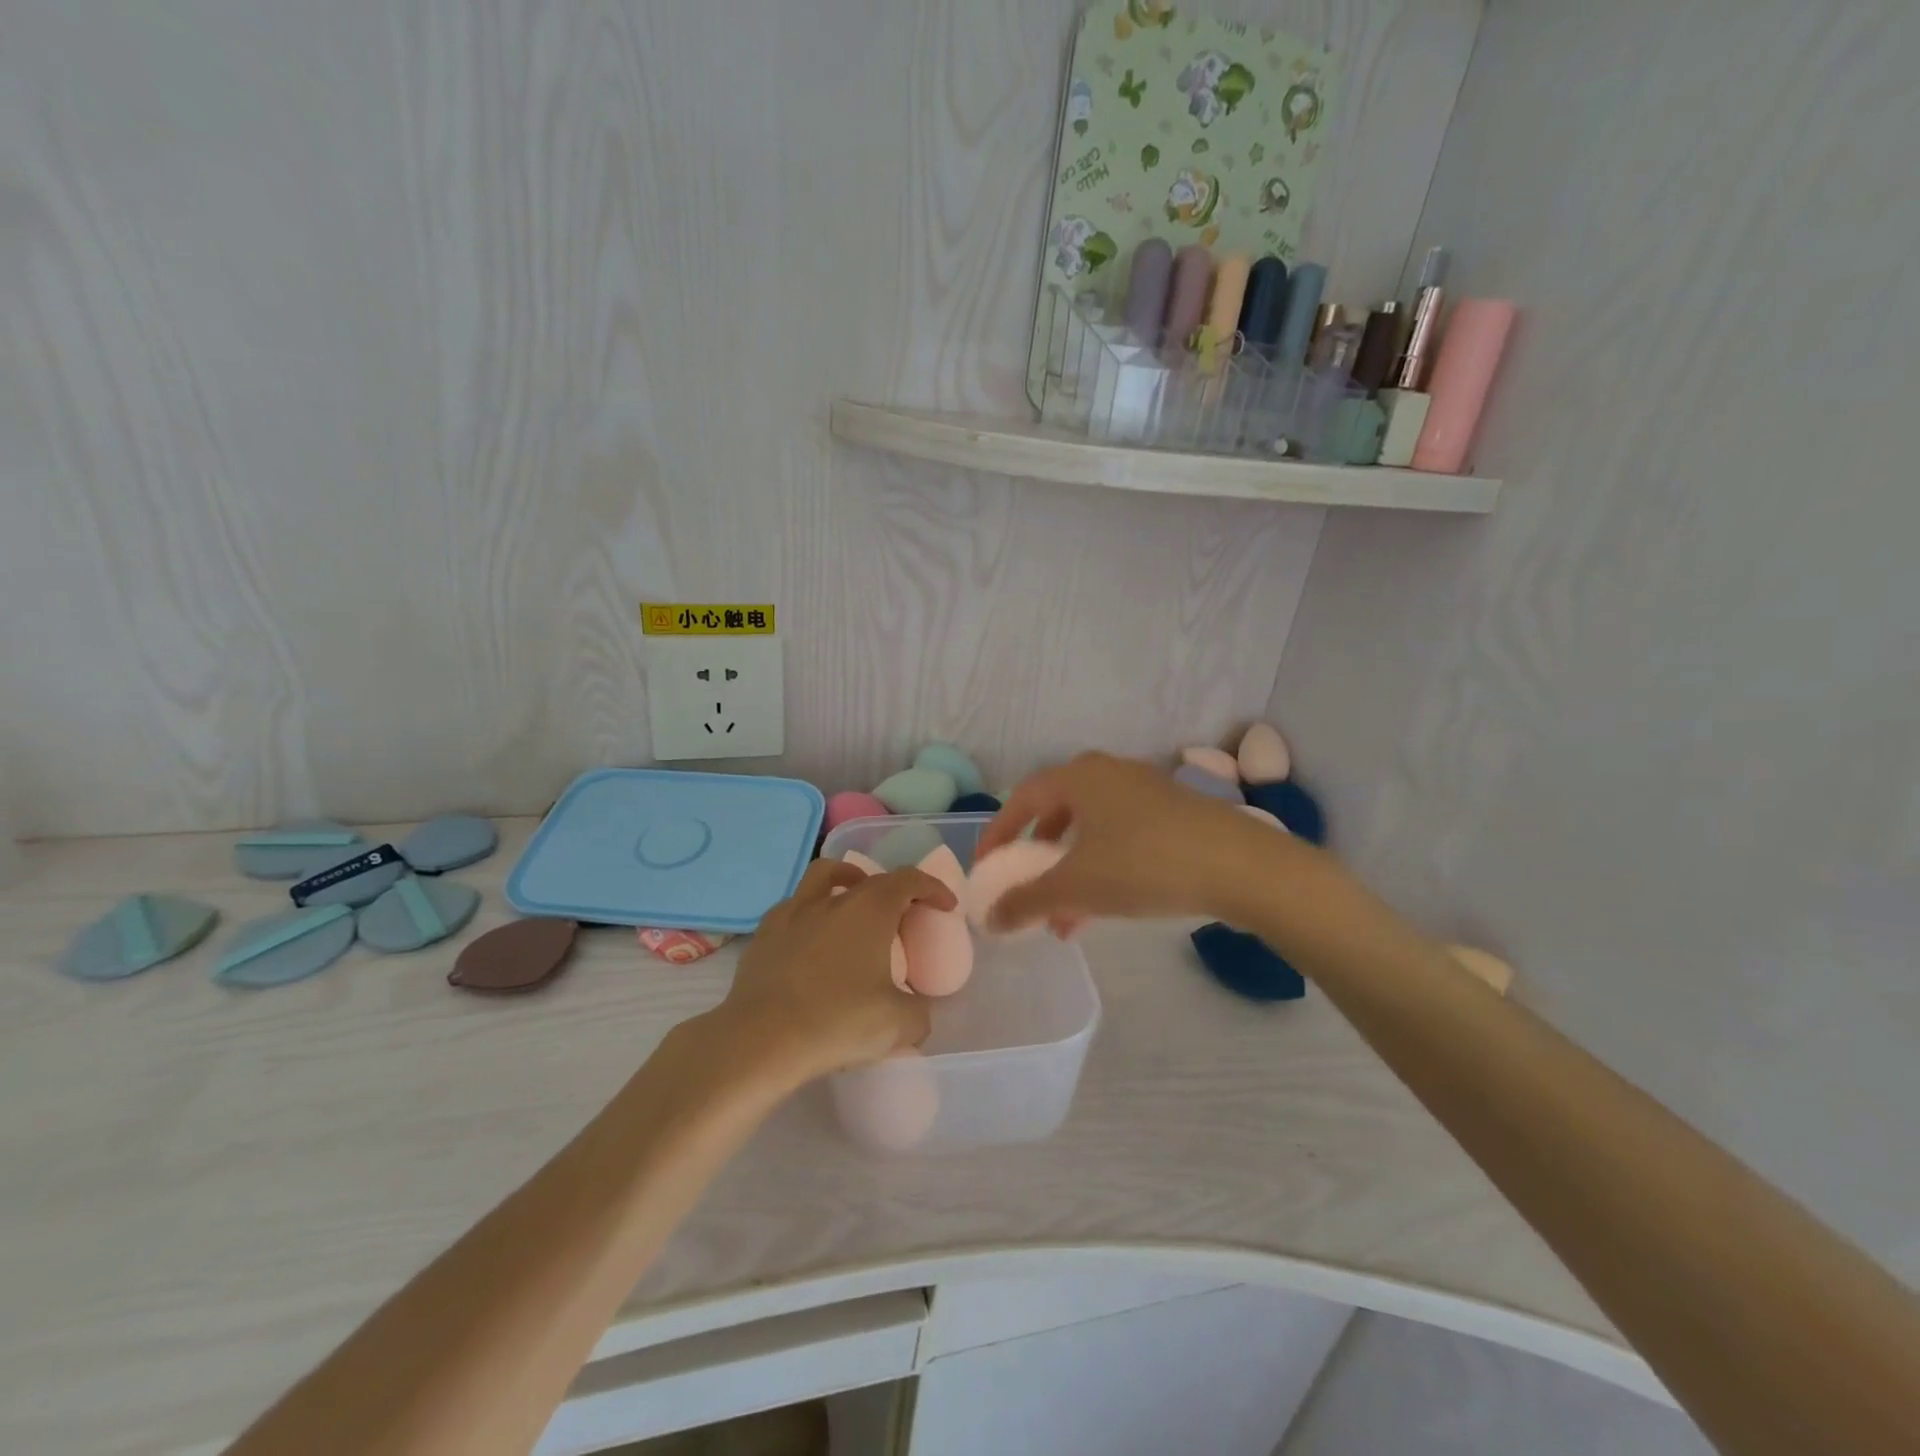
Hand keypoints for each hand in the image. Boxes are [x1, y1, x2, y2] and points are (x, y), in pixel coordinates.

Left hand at [713, 859, 955, 1082]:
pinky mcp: (765, 932)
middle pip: (871, 877)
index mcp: (871, 908)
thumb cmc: (838, 1022)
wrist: (761, 1039)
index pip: (909, 880)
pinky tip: (814, 939)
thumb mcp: (899, 1024)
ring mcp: (794, 911)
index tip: (945, 906)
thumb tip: (915, 1010)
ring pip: (825, 875)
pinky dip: (812, 912)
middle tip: (903, 915)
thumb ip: (919, 1012)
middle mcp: (834, 898)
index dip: (933, 888)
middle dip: (895, 889)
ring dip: (847, 880)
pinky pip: (796, 907)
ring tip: (855, 901)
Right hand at [976, 751, 1278, 931]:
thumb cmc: (1144, 864)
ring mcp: (1144, 790)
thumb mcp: (1077, 887)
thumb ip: (1026, 901)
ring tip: (1064, 918)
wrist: (1240, 866)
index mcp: (1078, 777)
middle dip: (1037, 857)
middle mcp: (1108, 773)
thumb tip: (990, 917)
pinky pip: (1120, 836)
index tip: (986, 868)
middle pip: (1056, 813)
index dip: (998, 834)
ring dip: (1070, 871)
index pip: (1021, 799)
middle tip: (1026, 888)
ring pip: (1090, 830)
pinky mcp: (1173, 812)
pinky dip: (1102, 868)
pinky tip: (1105, 909)